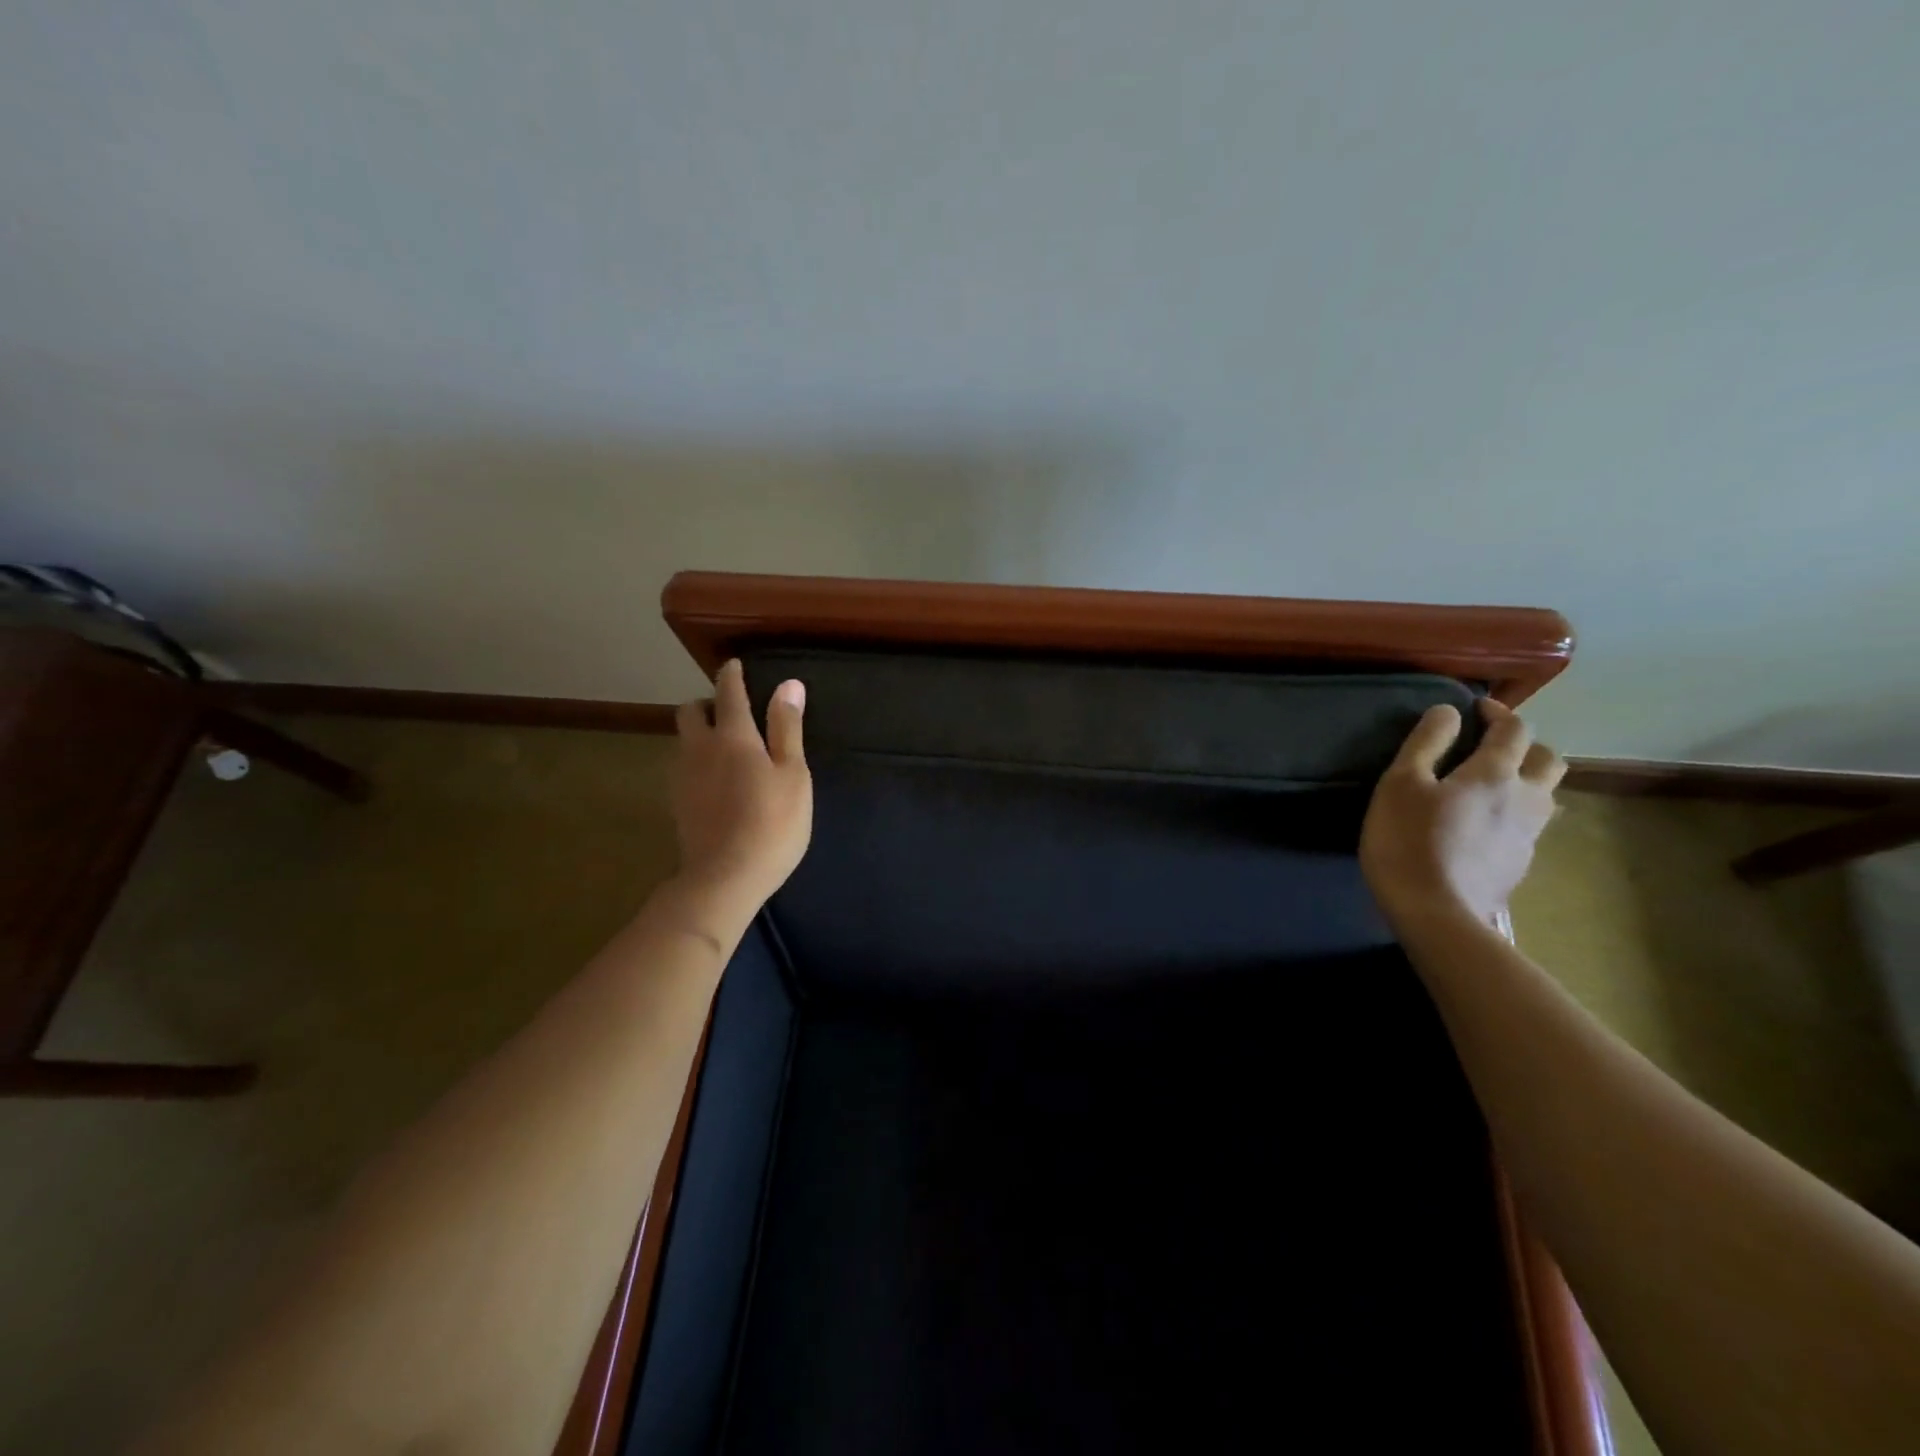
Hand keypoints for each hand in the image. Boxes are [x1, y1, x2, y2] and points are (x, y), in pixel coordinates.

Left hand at [670, 659, 811, 909]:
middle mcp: (700, 748)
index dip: (732, 675)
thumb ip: (787, 728)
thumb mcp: (793, 774)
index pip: (729, 692)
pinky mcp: (677, 802)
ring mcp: (682, 776)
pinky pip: (683, 767)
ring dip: (699, 734)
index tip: (735, 665)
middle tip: (731, 714)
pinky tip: (716, 781)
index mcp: (733, 736)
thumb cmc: (772, 823)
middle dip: (707, 704)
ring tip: (725, 748)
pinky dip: (697, 761)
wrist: (725, 877)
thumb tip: (788, 684)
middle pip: (691, 711)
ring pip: (683, 740)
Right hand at [1359, 698, 1565, 926]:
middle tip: (1489, 747)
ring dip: (1527, 779)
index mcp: (1495, 773)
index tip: (1473, 709)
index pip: (1512, 729)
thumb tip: (1447, 712)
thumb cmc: (1408, 841)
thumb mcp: (1400, 784)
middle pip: (1547, 759)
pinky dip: (1515, 811)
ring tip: (1492, 784)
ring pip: (1546, 793)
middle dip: (1524, 745)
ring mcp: (1529, 834)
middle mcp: (1525, 798)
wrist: (1436, 913)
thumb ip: (1425, 743)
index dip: (1496, 712)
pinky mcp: (1521, 863)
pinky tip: (1485, 824)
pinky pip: (1531, 824)